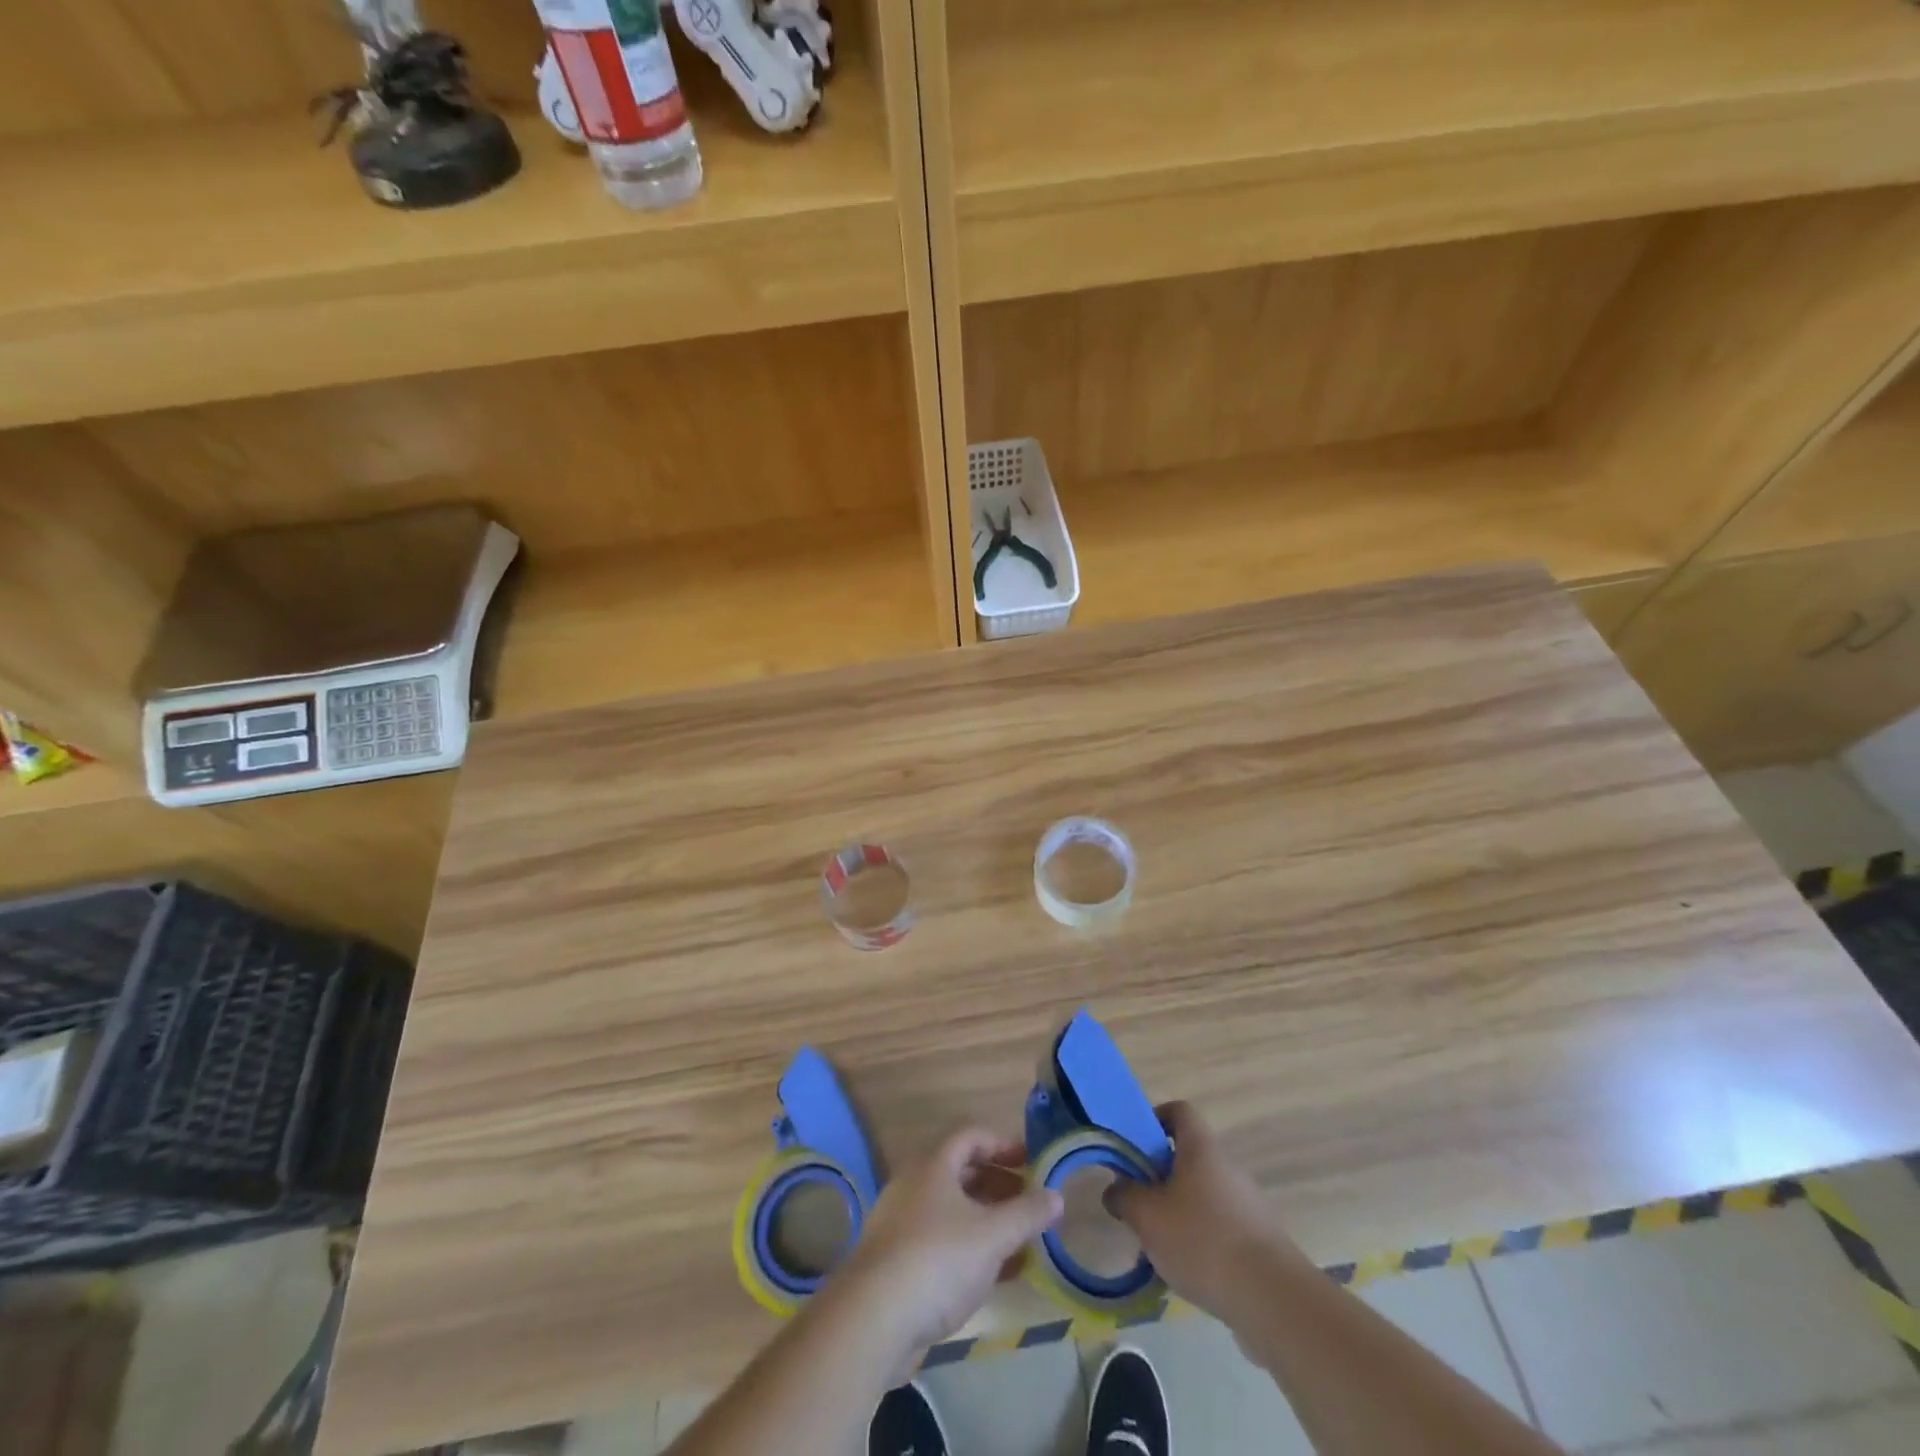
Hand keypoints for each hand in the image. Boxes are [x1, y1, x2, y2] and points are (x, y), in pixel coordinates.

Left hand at [829, 1127, 1062, 1358]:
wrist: (873, 1319)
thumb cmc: (938, 1260)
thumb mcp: (992, 1235)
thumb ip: (1027, 1214)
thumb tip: (1057, 1195)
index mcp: (934, 1165)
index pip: (971, 1136)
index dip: (1003, 1144)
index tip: (1031, 1161)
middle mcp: (914, 1185)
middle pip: (962, 1173)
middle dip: (999, 1185)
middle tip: (1030, 1203)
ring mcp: (902, 1224)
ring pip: (952, 1211)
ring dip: (987, 1221)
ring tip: (1020, 1242)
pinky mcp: (897, 1262)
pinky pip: (941, 1243)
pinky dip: (970, 1249)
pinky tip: (995, 1276)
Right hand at [1105, 1101, 1291, 1321]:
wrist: (1274, 1300)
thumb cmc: (1202, 1241)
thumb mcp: (1147, 1216)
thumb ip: (1124, 1196)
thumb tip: (1116, 1190)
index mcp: (1201, 1149)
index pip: (1180, 1111)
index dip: (1155, 1119)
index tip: (1135, 1144)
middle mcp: (1227, 1168)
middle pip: (1188, 1157)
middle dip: (1160, 1177)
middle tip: (1138, 1203)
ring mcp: (1248, 1205)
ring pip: (1203, 1196)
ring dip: (1179, 1212)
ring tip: (1158, 1246)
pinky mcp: (1260, 1241)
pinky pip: (1221, 1228)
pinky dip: (1201, 1241)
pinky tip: (1188, 1273)